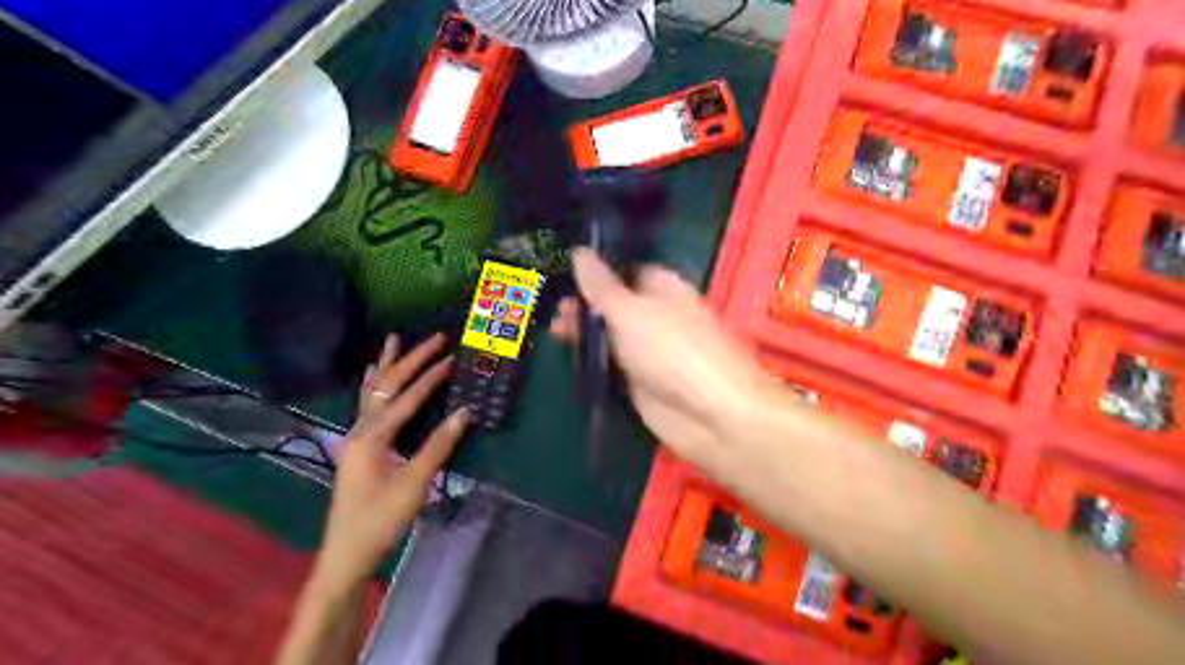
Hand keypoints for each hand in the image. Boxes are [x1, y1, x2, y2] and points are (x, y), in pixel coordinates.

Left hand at [314, 334, 472, 589]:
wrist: (347, 553)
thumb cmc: (380, 520)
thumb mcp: (414, 484)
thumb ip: (438, 445)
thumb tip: (465, 412)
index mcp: (372, 437)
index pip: (406, 399)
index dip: (430, 378)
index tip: (452, 358)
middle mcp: (360, 430)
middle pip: (387, 386)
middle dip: (410, 360)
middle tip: (433, 338)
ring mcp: (356, 438)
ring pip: (373, 392)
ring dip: (388, 365)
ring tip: (393, 340)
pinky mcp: (360, 447)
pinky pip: (368, 405)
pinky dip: (375, 385)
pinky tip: (374, 377)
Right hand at [550, 246, 773, 471]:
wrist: (710, 415)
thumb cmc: (672, 350)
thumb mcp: (630, 311)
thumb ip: (600, 286)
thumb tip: (579, 251)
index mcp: (663, 288)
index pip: (626, 271)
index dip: (597, 271)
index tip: (564, 274)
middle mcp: (657, 316)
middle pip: (615, 305)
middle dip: (586, 306)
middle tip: (556, 313)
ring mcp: (649, 351)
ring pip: (611, 336)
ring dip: (585, 333)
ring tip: (556, 333)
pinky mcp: (641, 383)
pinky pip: (612, 365)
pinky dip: (592, 361)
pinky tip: (569, 357)